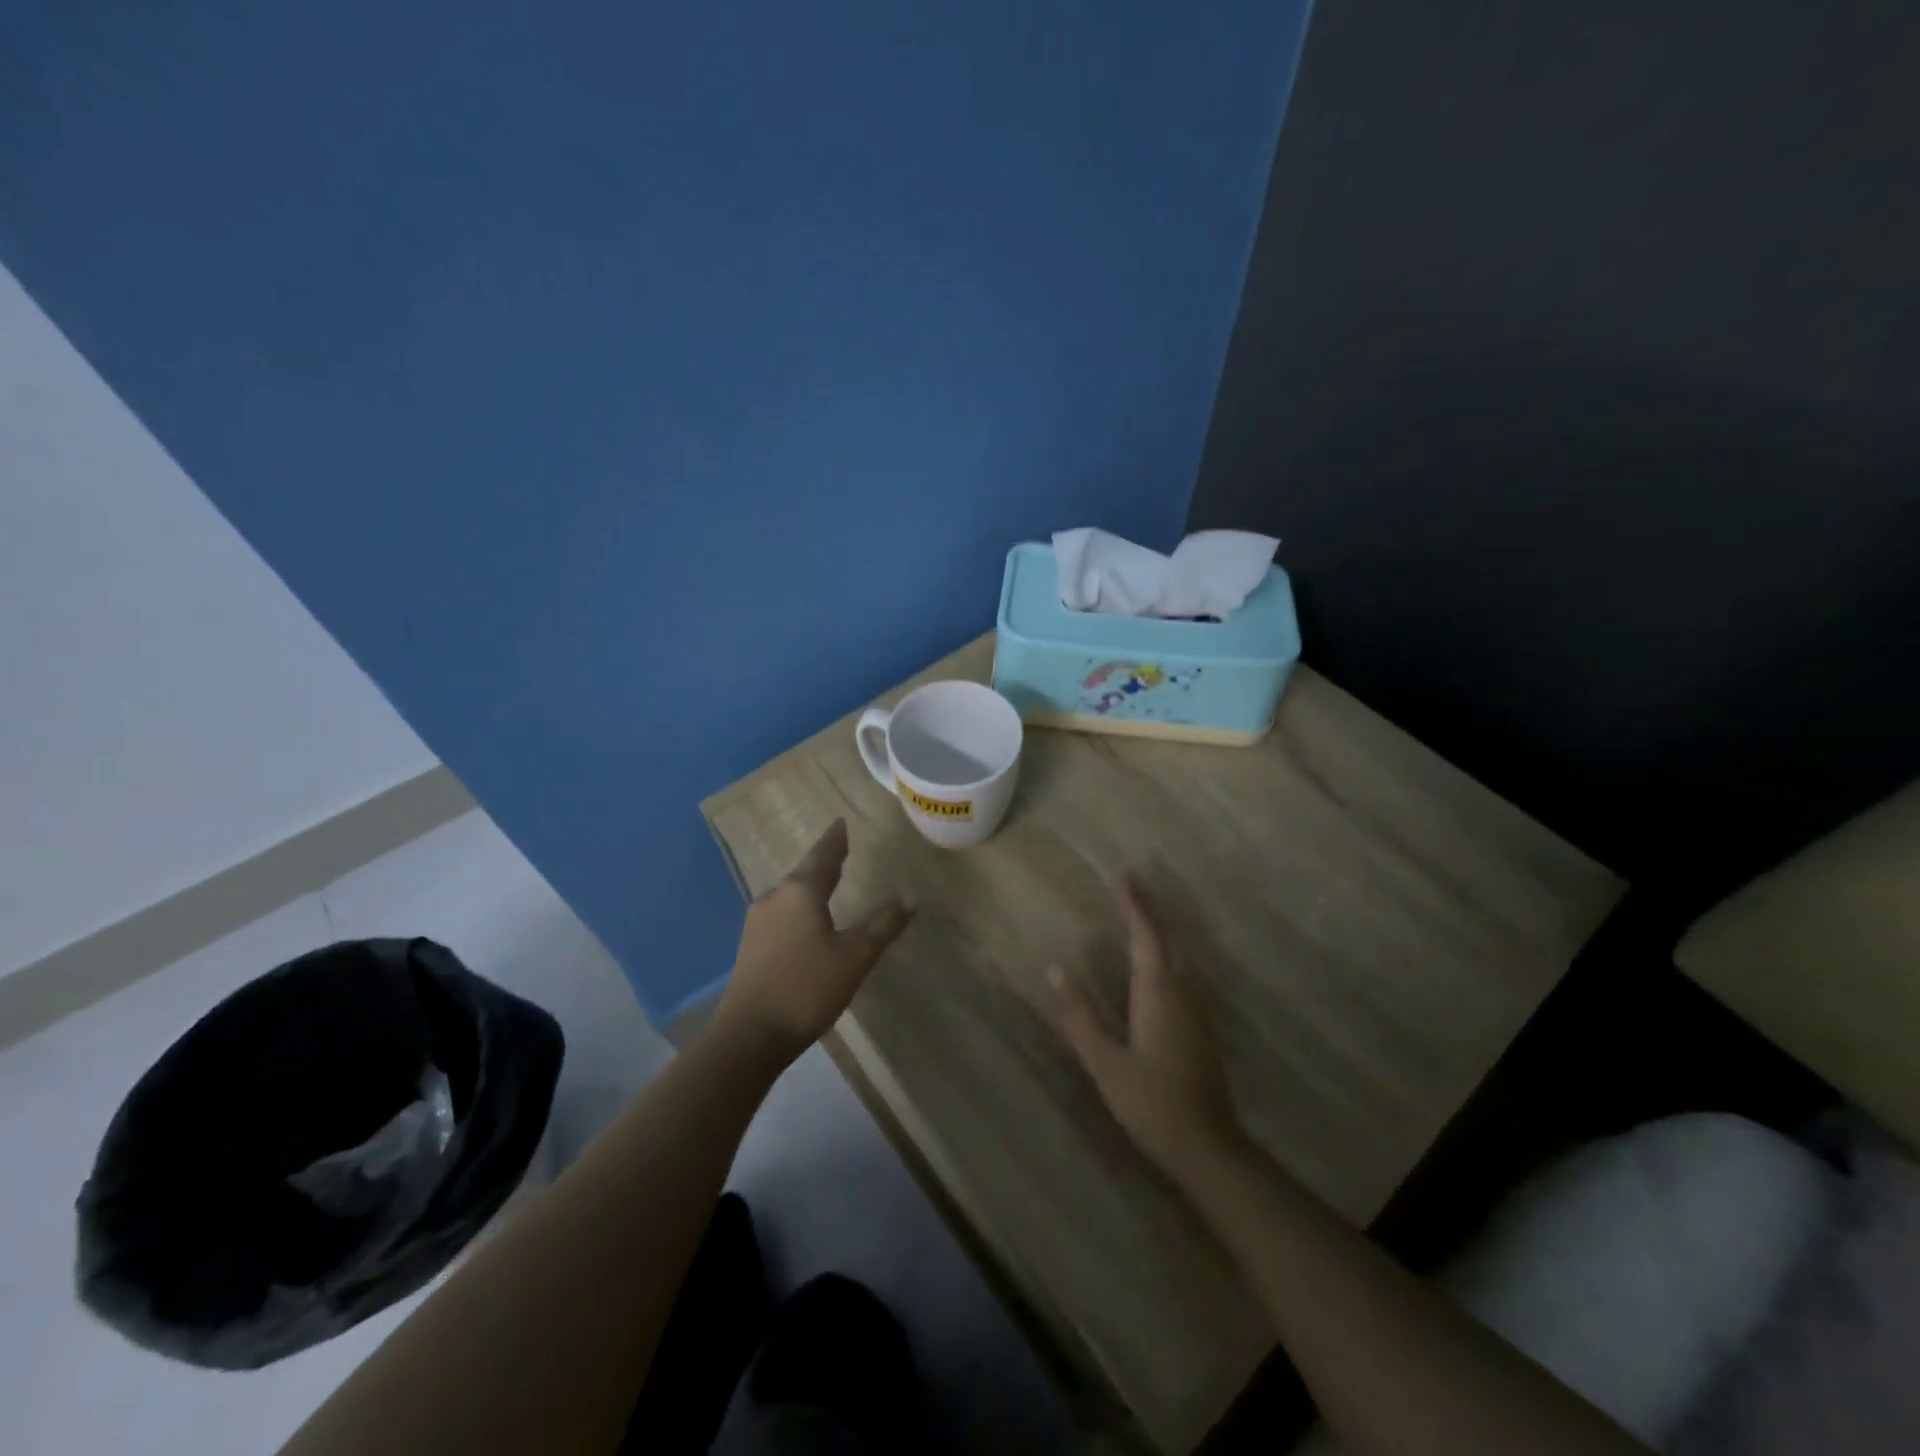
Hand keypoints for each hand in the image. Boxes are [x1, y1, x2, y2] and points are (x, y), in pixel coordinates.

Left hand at [712, 820, 914, 1063]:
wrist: (749, 1036)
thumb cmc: (807, 988)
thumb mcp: (855, 956)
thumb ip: (883, 925)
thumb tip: (911, 897)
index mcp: (800, 892)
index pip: (823, 856)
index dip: (835, 840)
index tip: (840, 823)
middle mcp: (775, 899)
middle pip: (804, 873)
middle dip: (825, 862)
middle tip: (841, 850)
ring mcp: (758, 923)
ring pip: (791, 895)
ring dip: (811, 886)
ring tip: (829, 882)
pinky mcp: (751, 947)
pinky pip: (782, 914)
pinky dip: (800, 908)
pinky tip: (807, 921)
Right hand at [1051, 881, 1238, 1175]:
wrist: (1207, 1147)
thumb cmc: (1152, 1102)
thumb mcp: (1105, 1062)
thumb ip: (1080, 1016)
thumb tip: (1056, 970)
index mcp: (1159, 993)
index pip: (1146, 936)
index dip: (1135, 906)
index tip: (1125, 878)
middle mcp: (1183, 994)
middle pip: (1166, 943)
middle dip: (1147, 916)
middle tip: (1127, 894)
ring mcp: (1196, 1013)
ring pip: (1176, 962)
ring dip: (1156, 938)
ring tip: (1134, 924)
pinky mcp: (1200, 1031)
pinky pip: (1179, 981)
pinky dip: (1162, 962)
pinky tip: (1150, 974)